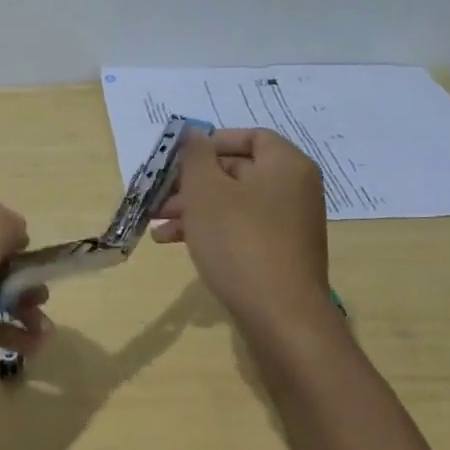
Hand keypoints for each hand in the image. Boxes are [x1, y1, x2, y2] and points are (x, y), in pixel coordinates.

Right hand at [152, 129, 331, 340]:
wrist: (280, 316)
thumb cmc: (239, 241)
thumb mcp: (206, 191)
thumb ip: (196, 155)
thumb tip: (195, 134)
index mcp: (286, 165)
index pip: (249, 136)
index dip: (211, 142)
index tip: (180, 158)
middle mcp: (294, 188)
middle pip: (237, 170)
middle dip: (192, 181)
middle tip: (158, 193)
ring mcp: (289, 223)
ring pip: (233, 202)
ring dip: (193, 207)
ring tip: (156, 222)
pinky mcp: (280, 252)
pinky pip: (240, 227)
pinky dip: (210, 228)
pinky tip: (173, 242)